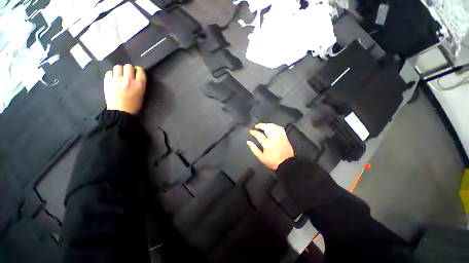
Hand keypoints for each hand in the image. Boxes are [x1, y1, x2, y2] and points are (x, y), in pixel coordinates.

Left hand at [104, 64, 146, 114]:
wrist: (121, 111)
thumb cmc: (134, 104)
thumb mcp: (142, 94)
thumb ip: (140, 84)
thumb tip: (136, 76)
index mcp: (139, 84)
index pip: (140, 70)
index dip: (138, 70)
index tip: (137, 72)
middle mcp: (128, 80)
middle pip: (128, 66)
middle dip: (129, 69)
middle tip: (128, 74)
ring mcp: (117, 80)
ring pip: (118, 67)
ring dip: (120, 70)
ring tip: (119, 76)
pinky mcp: (108, 81)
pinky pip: (109, 72)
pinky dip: (112, 74)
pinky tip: (113, 79)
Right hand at [247, 123, 293, 169]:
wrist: (286, 164)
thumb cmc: (273, 162)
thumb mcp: (261, 158)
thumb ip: (254, 149)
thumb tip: (248, 142)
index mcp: (267, 144)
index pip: (259, 135)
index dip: (254, 132)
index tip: (251, 131)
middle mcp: (274, 139)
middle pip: (267, 128)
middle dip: (260, 125)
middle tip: (256, 126)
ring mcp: (280, 137)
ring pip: (274, 127)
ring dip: (268, 124)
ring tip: (264, 125)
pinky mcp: (285, 137)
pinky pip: (280, 129)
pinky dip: (276, 126)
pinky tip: (272, 127)